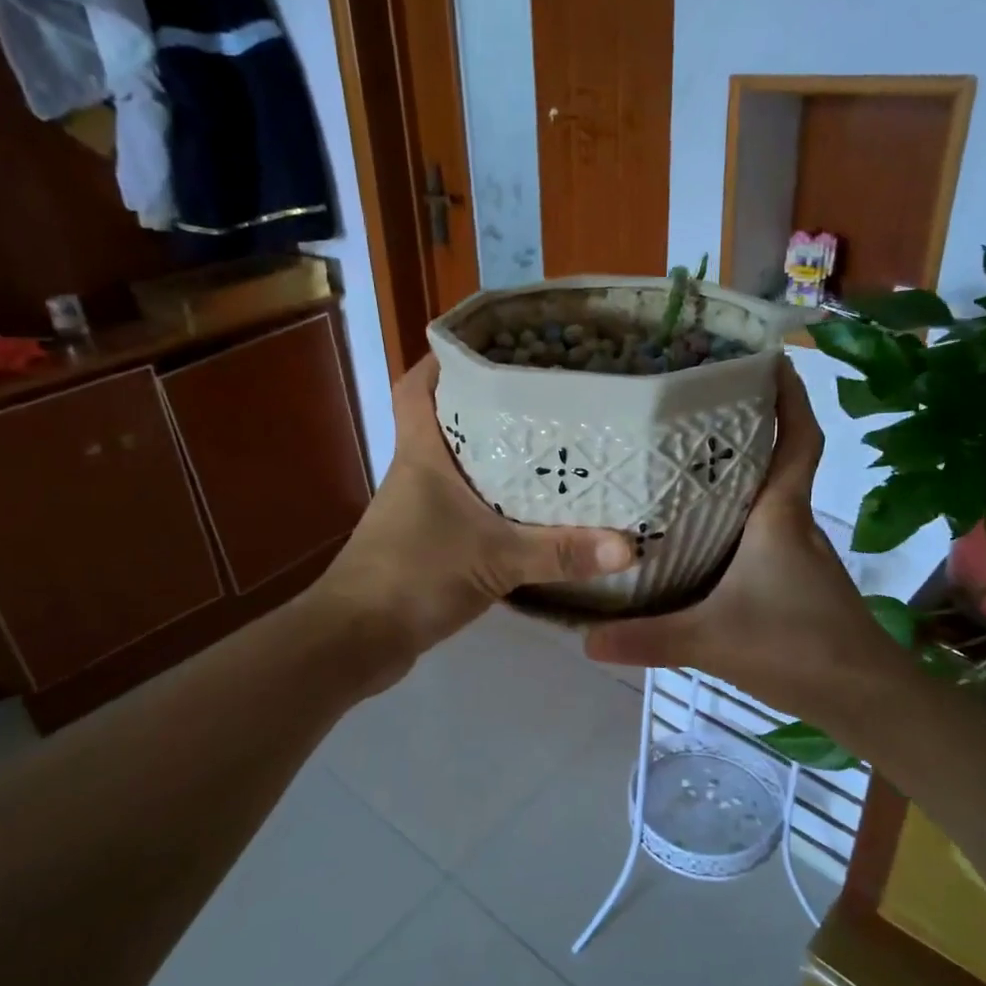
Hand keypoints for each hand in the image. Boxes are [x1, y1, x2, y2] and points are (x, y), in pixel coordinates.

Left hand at [312, 357, 634, 683]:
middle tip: (544, 394)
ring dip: (495, 455)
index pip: (419, 386)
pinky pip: (466, 505)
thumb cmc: (414, 576)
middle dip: (489, 404)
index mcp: (422, 453)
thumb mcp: (495, 560)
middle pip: (448, 420)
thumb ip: (560, 552)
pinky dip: (494, 501)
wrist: (356, 638)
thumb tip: (629, 545)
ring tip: (550, 444)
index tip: (492, 346)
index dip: (445, 360)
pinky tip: (531, 511)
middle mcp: (417, 471)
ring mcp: (418, 508)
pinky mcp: (426, 541)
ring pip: (459, 464)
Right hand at [583, 362, 900, 718]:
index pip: (799, 440)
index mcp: (781, 516)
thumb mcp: (712, 640)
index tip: (771, 361)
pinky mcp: (795, 580)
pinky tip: (699, 535)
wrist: (866, 698)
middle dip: (748, 427)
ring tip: (682, 462)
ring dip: (738, 474)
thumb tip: (584, 638)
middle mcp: (793, 523)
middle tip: (694, 408)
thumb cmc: (798, 648)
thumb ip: (647, 638)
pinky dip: (737, 518)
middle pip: (777, 459)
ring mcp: (798, 553)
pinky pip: (763, 531)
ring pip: (768, 497)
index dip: (791, 397)